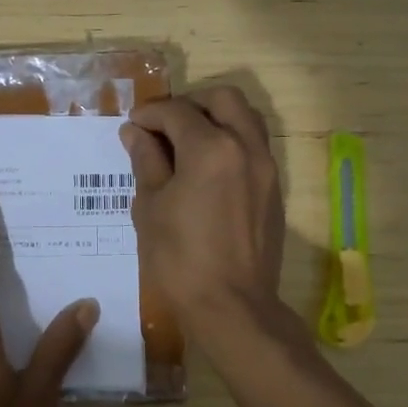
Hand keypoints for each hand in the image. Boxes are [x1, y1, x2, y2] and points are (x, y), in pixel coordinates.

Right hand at [122, 86, 286, 332]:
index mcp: (211, 148)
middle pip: (222, 99)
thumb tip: (136, 132)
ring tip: (187, 143)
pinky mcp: (274, 189)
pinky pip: (254, 145)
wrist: (233, 307)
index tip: (133, 125)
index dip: (150, 114)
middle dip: (190, 104)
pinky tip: (207, 168)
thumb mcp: (150, 207)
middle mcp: (245, 147)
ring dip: (216, 118)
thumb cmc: (181, 259)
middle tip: (164, 126)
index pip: (176, 112)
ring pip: (245, 118)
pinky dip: (231, 141)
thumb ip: (146, 161)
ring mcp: (266, 167)